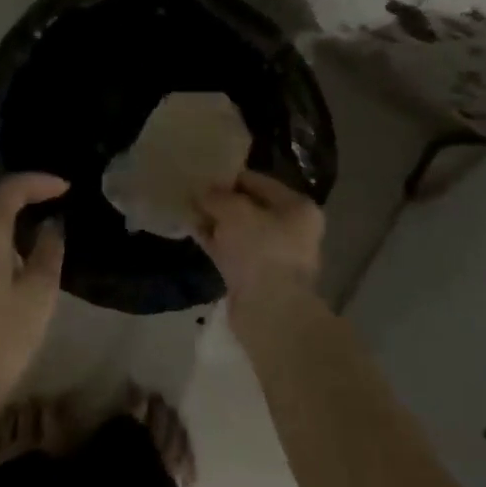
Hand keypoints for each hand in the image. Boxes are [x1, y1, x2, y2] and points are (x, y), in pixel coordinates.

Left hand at [0, 174, 68, 421]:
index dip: (40, 183)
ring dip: (3, 217)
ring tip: (35, 229)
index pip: (11, 188)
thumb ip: (48, 253)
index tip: (66, 188)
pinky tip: (9, 257)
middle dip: (21, 195)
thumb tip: (51, 227)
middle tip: (52, 203)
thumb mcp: (37, 297)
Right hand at [196, 170, 324, 317]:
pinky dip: (214, 241)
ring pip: (238, 230)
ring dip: (215, 221)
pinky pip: (232, 250)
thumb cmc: (260, 250)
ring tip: (187, 209)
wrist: (269, 311)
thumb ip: (217, 196)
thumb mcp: (234, 211)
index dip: (230, 177)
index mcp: (297, 207)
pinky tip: (192, 231)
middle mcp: (291, 229)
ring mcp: (273, 255)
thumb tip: (202, 191)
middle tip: (192, 192)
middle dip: (221, 201)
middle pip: (249, 206)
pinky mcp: (255, 277)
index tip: (203, 175)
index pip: (259, 182)